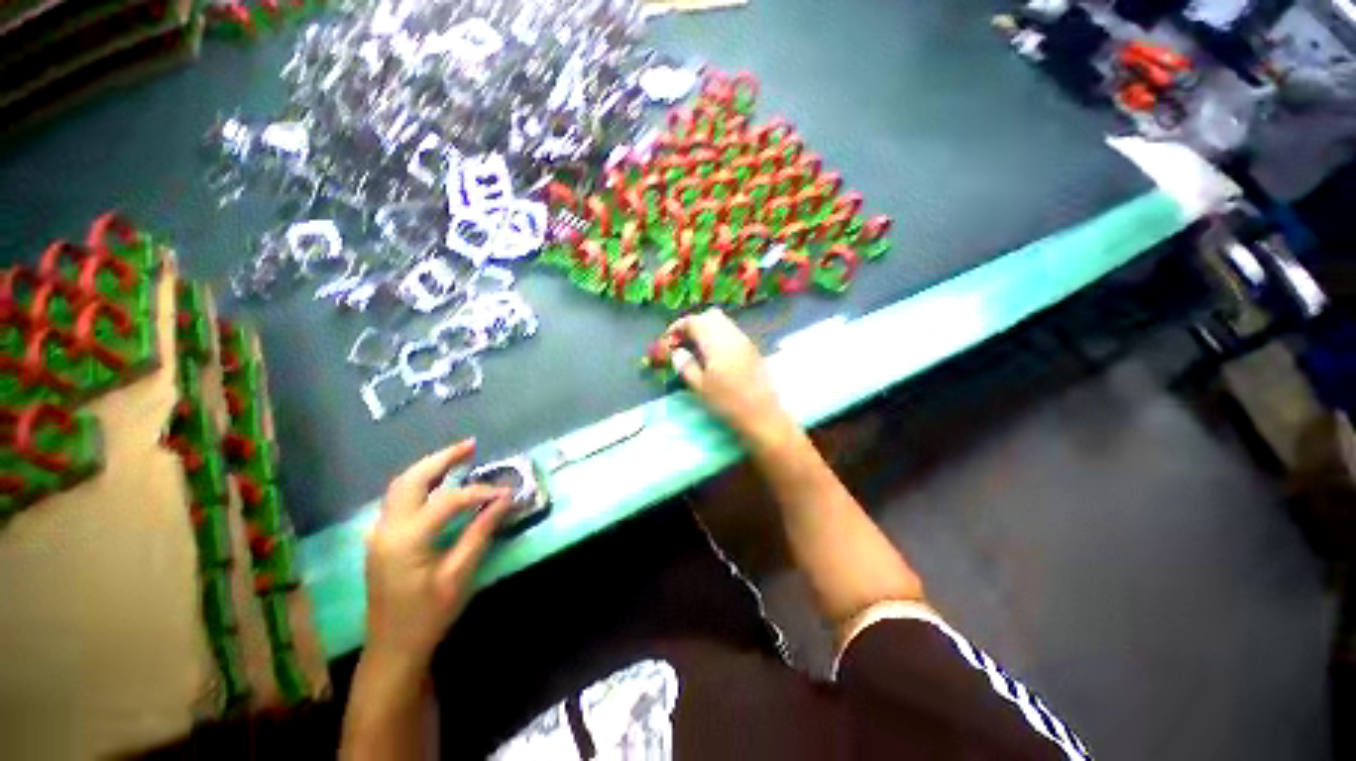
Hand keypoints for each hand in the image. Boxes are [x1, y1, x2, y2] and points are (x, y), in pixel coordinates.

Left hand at [363, 439, 510, 670]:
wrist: (392, 649)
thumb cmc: (428, 615)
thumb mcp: (459, 575)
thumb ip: (481, 532)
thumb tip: (505, 501)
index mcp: (407, 539)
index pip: (449, 500)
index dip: (480, 492)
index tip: (506, 493)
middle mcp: (388, 528)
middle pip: (412, 479)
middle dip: (443, 458)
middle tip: (472, 445)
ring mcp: (380, 532)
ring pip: (401, 485)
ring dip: (430, 467)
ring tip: (459, 456)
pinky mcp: (382, 538)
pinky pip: (399, 498)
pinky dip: (421, 482)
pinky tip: (439, 482)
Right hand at [662, 309, 793, 443]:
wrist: (762, 413)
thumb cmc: (727, 401)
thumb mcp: (699, 386)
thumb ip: (685, 365)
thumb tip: (677, 352)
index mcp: (716, 341)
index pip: (693, 321)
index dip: (677, 327)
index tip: (668, 341)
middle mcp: (731, 334)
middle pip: (709, 316)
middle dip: (693, 325)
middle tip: (682, 343)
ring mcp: (744, 340)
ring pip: (722, 323)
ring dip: (706, 330)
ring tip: (696, 350)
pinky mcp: (751, 349)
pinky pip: (731, 333)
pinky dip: (718, 336)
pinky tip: (713, 356)